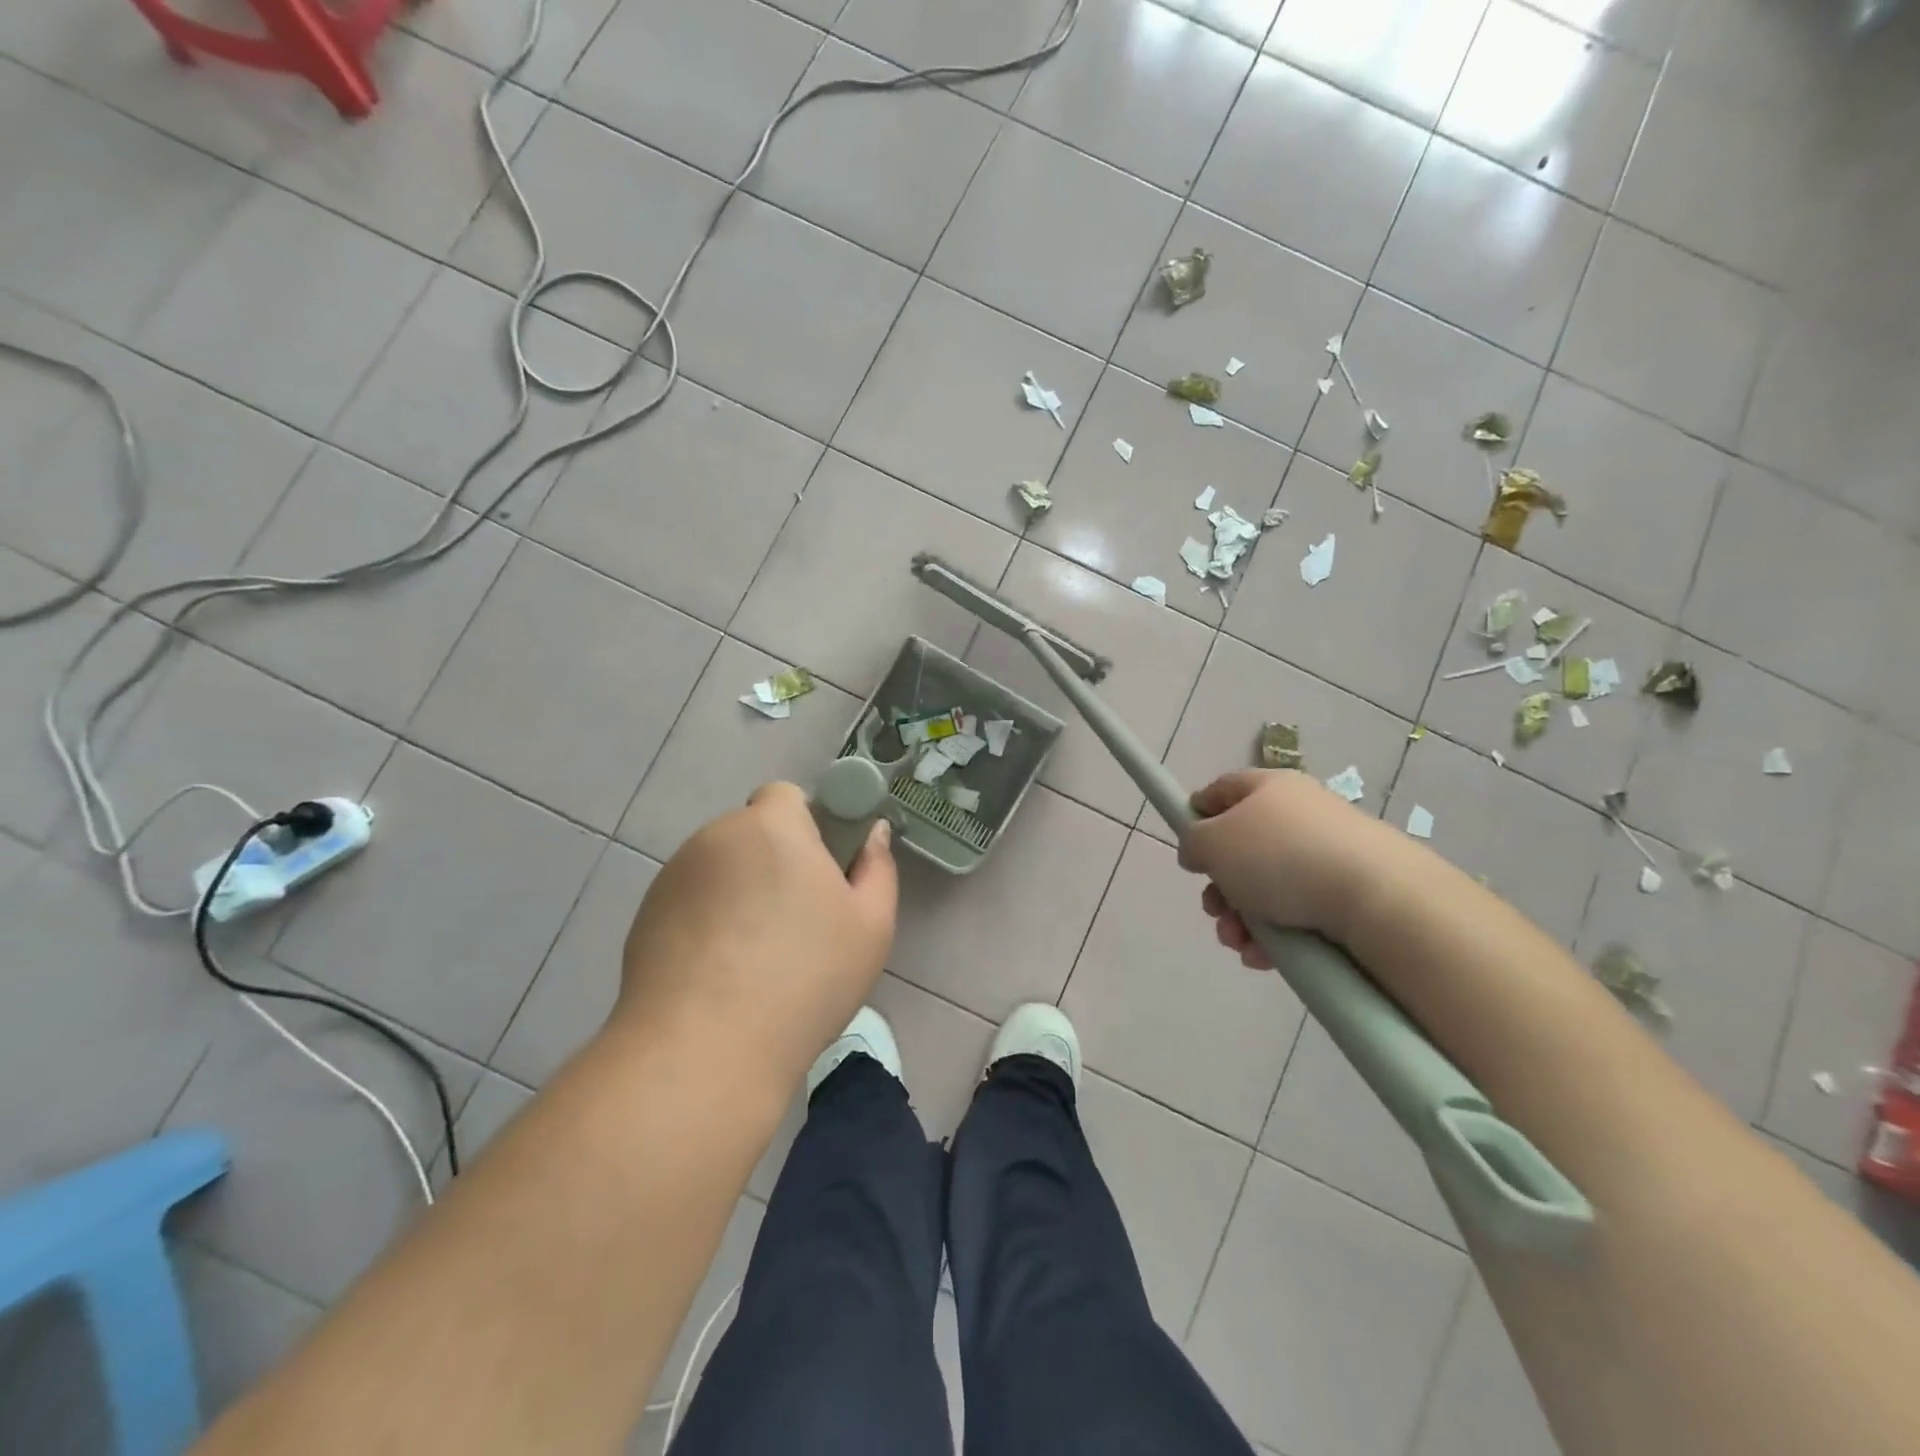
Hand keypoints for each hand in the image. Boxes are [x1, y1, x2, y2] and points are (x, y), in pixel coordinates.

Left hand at [616, 782, 897, 1080]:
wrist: (704, 1051)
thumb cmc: (805, 979)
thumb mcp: (871, 927)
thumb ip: (877, 868)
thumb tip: (871, 834)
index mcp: (771, 827)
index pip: (785, 796)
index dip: (807, 826)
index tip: (820, 874)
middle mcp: (715, 838)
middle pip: (752, 834)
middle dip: (774, 862)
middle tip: (796, 921)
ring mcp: (673, 878)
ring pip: (720, 870)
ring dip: (739, 893)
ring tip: (754, 958)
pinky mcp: (644, 917)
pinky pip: (690, 903)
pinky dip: (706, 922)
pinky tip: (718, 975)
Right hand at [1178, 769, 1408, 965]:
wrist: (1378, 898)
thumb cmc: (1280, 857)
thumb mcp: (1213, 843)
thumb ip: (1192, 842)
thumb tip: (1199, 851)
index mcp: (1268, 787)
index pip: (1222, 790)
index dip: (1198, 814)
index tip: (1188, 848)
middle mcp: (1299, 814)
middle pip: (1241, 848)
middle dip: (1219, 887)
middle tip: (1214, 911)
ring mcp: (1328, 853)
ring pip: (1266, 887)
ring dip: (1241, 918)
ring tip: (1238, 943)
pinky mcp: (1349, 893)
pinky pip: (1298, 912)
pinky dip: (1275, 935)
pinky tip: (1264, 957)